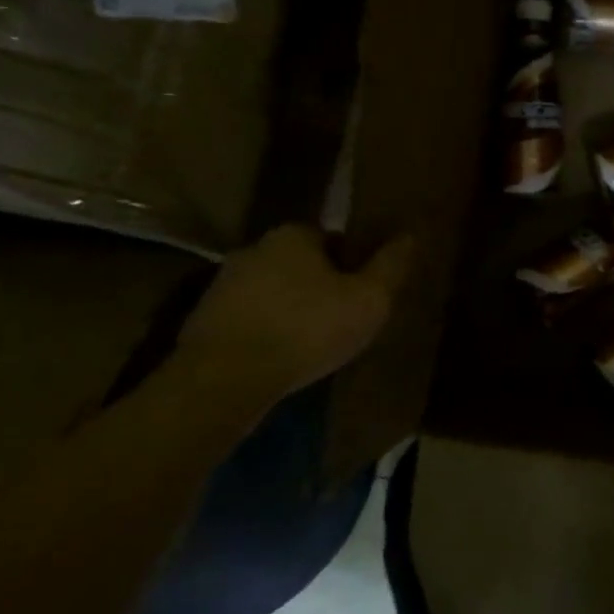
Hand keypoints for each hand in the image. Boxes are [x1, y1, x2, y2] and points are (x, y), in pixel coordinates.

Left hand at [176, 224, 413, 398]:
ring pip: (271, 291)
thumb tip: (409, 236)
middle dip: (318, 286)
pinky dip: (264, 333)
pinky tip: (278, 358)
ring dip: (289, 310)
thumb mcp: (368, 300)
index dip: (351, 264)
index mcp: (294, 235)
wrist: (225, 379)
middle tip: (339, 319)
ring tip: (310, 344)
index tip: (361, 292)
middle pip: (299, 264)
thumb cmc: (306, 329)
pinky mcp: (204, 320)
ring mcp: (223, 284)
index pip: (332, 239)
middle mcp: (255, 249)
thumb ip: (390, 267)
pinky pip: (248, 320)